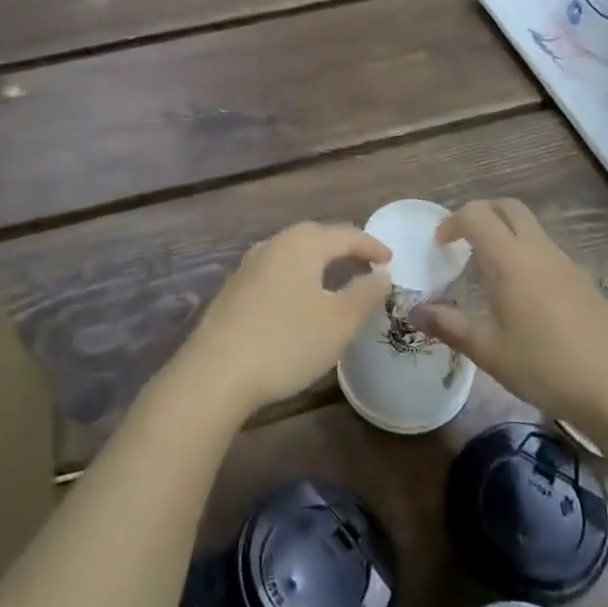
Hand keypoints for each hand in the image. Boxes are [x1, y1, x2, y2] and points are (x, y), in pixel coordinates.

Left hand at [173, 221, 392, 421]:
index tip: (391, 260)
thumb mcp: (339, 322)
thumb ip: (365, 294)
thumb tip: (381, 275)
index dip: (371, 245)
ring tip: (336, 277)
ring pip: (292, 254)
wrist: (216, 372)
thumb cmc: (287, 341)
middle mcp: (273, 244)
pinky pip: (276, 272)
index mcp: (302, 244)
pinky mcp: (234, 290)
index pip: (345, 235)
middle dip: (343, 247)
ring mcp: (248, 266)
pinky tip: (299, 298)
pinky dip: (297, 277)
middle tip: (365, 262)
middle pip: (315, 237)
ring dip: (317, 262)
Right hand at [410, 199, 607, 428]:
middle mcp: (538, 250)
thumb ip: (449, 325)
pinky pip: (547, 250)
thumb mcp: (488, 350)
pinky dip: (526, 254)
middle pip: (508, 208)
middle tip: (463, 242)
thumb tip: (415, 312)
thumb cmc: (545, 366)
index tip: (441, 246)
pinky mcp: (583, 280)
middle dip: (481, 214)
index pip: (476, 215)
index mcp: (510, 259)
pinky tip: (523, 295)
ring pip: (531, 228)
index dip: (453, 222)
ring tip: (489, 272)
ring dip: (506, 234)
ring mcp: (565, 263)